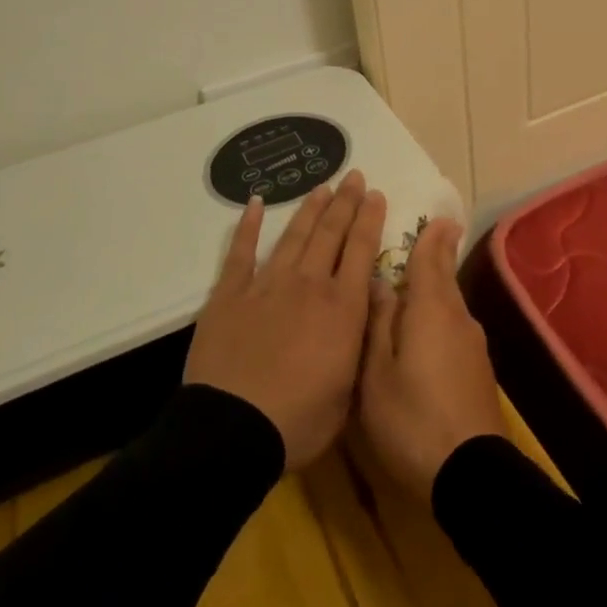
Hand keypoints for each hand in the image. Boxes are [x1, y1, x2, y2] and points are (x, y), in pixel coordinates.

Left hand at [185, 171, 385, 470]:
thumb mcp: (349, 389)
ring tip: (323, 187)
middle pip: (331, 233)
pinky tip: (254, 204)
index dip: (370, 219)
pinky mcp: (230, 295)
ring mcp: (267, 285)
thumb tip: (363, 312)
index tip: (376, 195)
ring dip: (310, 209)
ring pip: (294, 236)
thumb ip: (357, 343)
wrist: (234, 430)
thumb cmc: (299, 420)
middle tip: (354, 176)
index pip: (362, 250)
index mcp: (343, 308)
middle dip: (345, 203)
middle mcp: (309, 285)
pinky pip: (240, 253)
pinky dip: (247, 227)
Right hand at [357, 216, 506, 499]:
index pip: (432, 258)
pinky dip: (438, 320)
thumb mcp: (377, 372)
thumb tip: (378, 282)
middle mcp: (458, 317)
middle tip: (419, 243)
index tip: (436, 216)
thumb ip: (378, 322)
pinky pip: (454, 328)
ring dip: (433, 292)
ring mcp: (473, 343)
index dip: (432, 236)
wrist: (470, 470)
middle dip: (433, 259)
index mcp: (432, 308)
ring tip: (409, 290)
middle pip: (444, 278)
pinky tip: (423, 335)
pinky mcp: (478, 369)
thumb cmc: (412, 417)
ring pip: (449, 305)